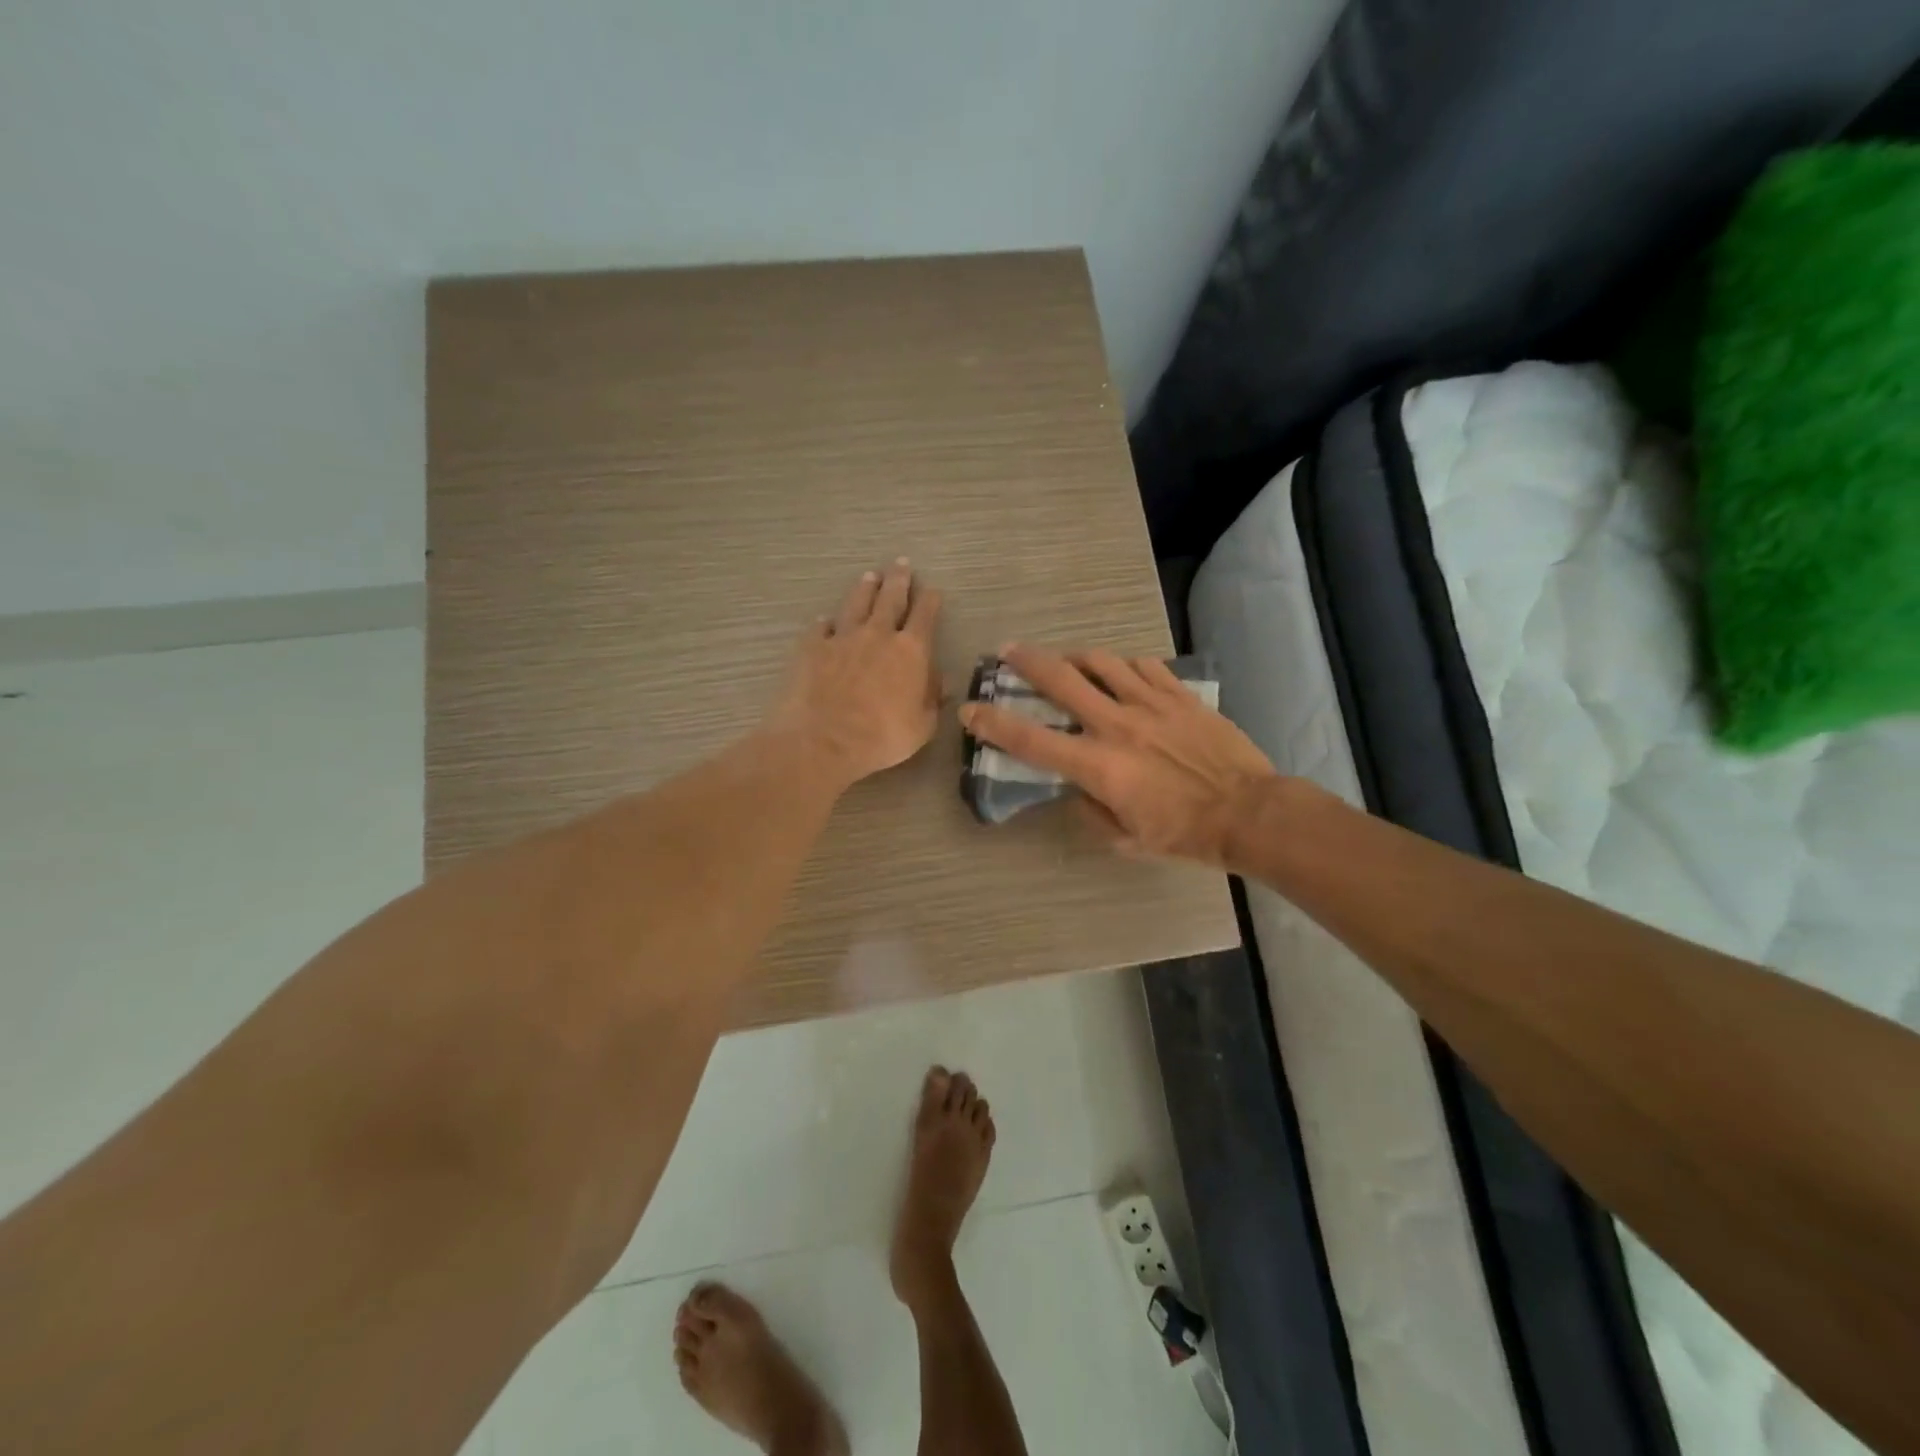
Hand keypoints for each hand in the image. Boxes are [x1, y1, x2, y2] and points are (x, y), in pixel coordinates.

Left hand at [769, 559, 943, 790]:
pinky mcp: (812, 647)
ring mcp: (842, 638)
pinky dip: (826, 622)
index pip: (924, 616)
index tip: (932, 590)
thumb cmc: (882, 737)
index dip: (930, 600)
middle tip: (900, 564)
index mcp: (911, 651)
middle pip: (890, 599)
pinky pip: (821, 627)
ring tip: (869, 576)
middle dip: (898, 580)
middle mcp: (878, 634)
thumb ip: (932, 698)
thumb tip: (941, 681)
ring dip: (865, 589)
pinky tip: (825, 619)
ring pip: (856, 604)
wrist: (824, 740)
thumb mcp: (922, 725)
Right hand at [958, 644, 1276, 866]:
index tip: (970, 709)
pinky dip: (1124, 666)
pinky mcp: (1179, 695)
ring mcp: (1150, 704)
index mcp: (1098, 766)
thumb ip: (1091, 812)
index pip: (1030, 740)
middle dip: (1027, 661)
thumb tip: (1079, 789)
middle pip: (1061, 679)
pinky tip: (1121, 672)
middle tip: (1008, 651)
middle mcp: (1116, 725)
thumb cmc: (1184, 834)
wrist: (1248, 812)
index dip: (993, 723)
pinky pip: (1144, 666)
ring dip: (1075, 657)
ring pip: (1101, 661)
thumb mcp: (1126, 840)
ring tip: (1067, 660)